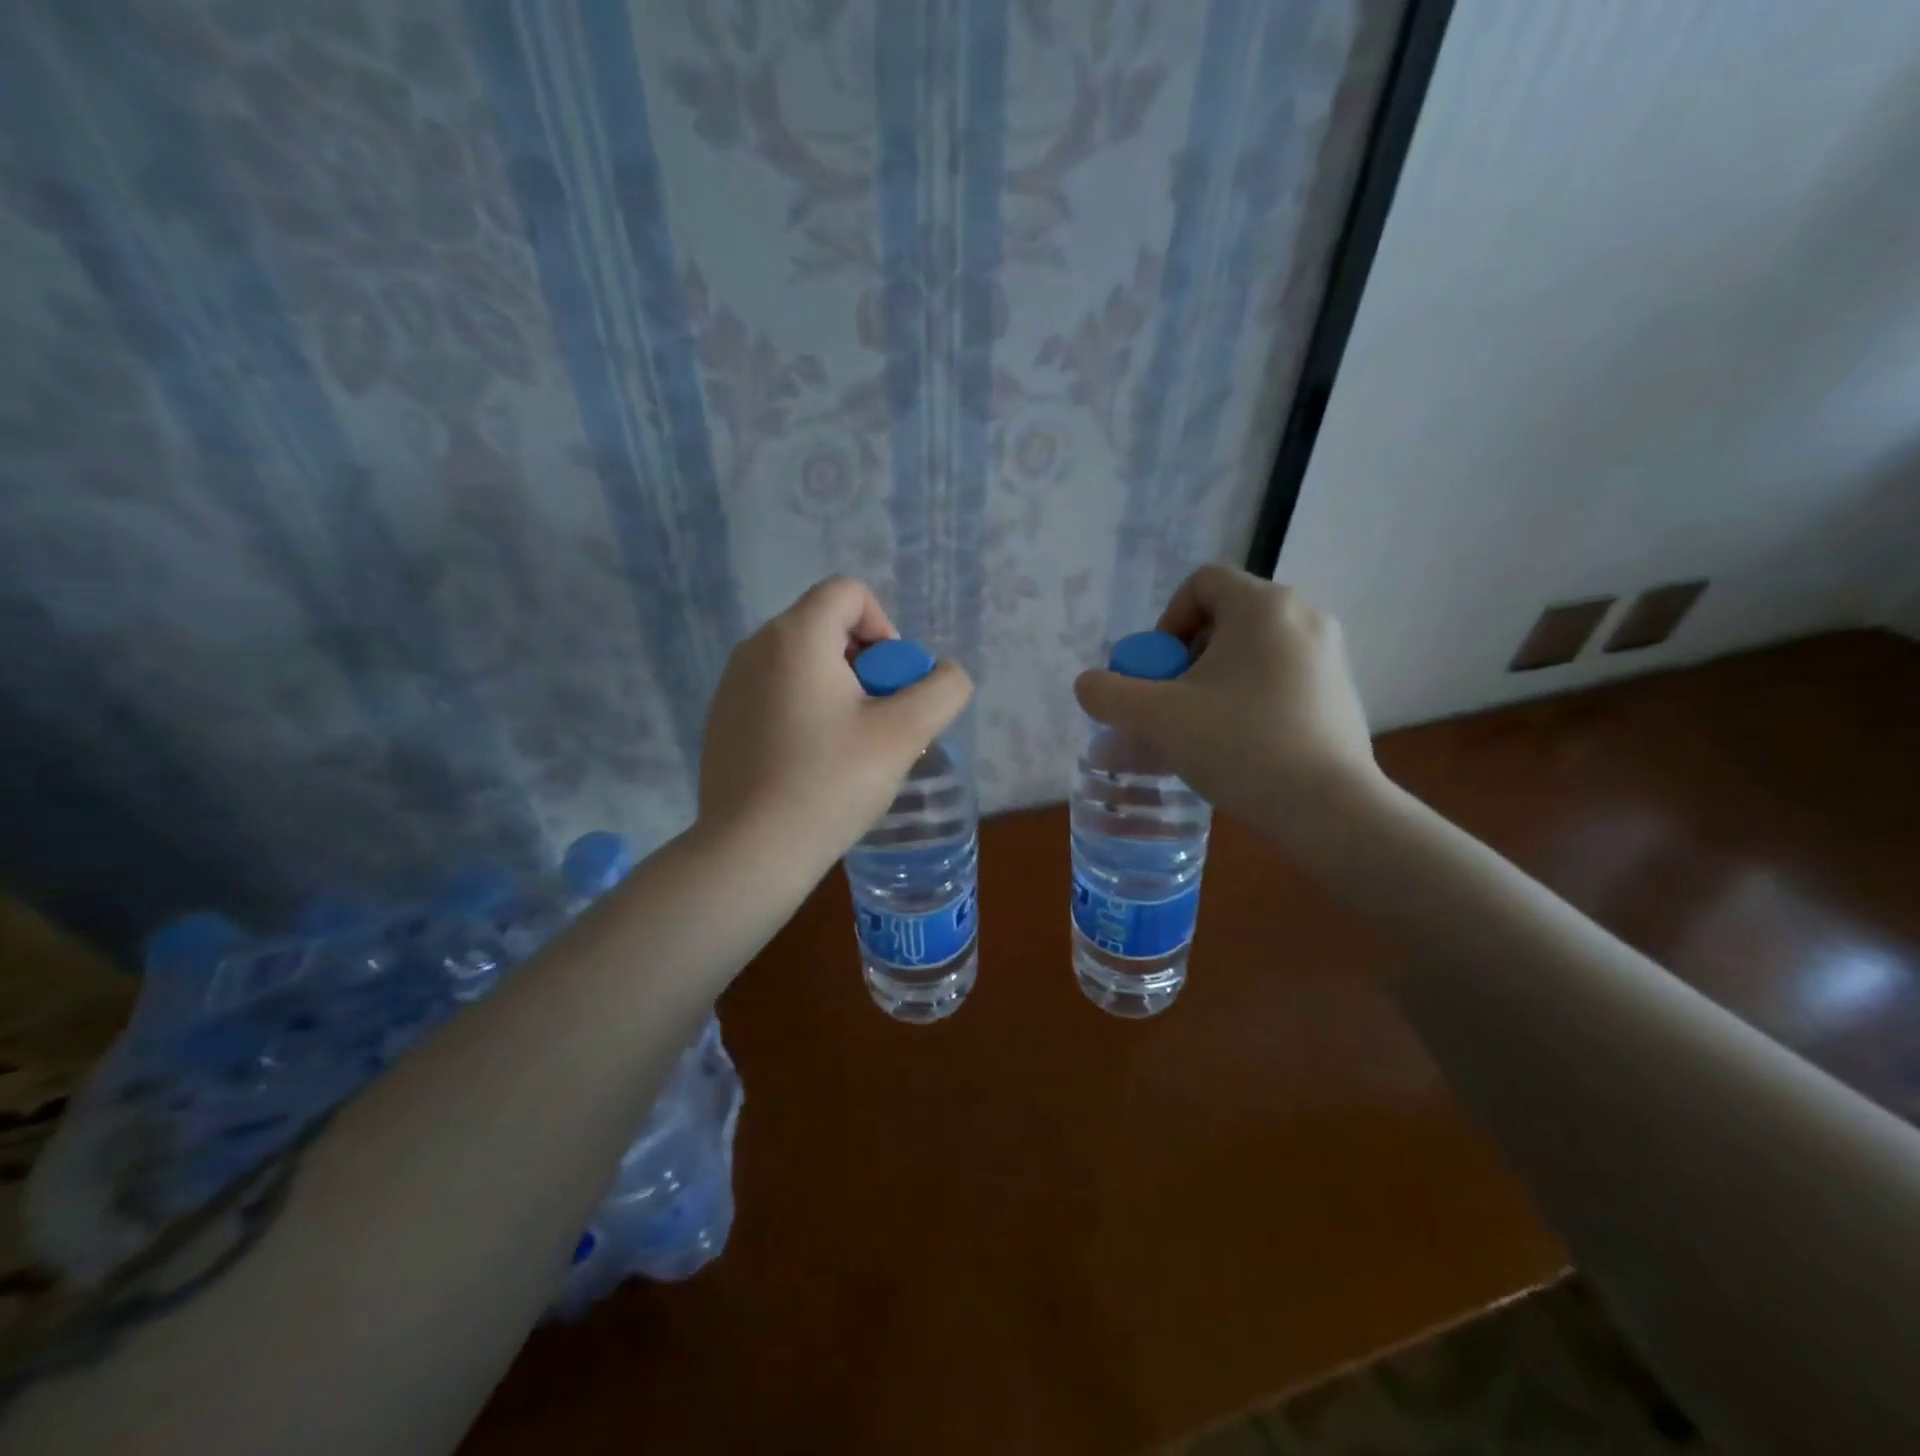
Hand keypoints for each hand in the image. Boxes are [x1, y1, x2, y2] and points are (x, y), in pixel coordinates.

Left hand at [698, 577, 972, 879]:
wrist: (753, 852)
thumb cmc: (831, 783)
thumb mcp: (905, 734)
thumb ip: (942, 690)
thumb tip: (945, 674)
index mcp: (796, 636)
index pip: (849, 592)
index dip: (885, 628)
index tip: (891, 684)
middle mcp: (755, 647)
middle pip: (827, 628)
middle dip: (866, 665)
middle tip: (879, 721)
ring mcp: (731, 685)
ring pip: (803, 664)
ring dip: (838, 691)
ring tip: (850, 748)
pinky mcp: (722, 720)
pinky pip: (776, 693)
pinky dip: (805, 711)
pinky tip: (812, 764)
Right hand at [1073, 565, 1381, 842]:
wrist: (1329, 808)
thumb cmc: (1240, 746)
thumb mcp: (1157, 718)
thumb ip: (1109, 694)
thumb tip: (1089, 685)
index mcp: (1263, 606)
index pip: (1201, 583)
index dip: (1166, 621)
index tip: (1158, 671)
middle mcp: (1304, 617)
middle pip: (1225, 620)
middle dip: (1185, 660)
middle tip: (1171, 705)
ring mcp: (1328, 657)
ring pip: (1250, 655)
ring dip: (1212, 684)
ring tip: (1196, 732)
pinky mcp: (1340, 694)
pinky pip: (1278, 681)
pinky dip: (1247, 701)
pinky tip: (1234, 747)